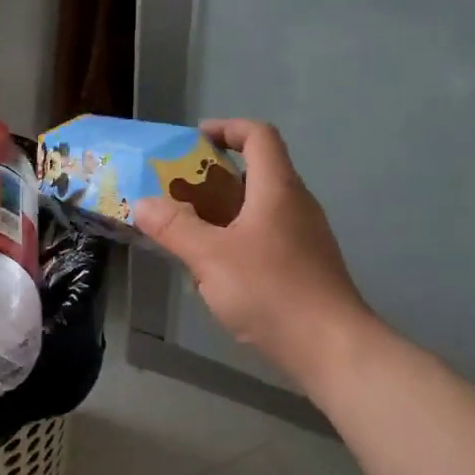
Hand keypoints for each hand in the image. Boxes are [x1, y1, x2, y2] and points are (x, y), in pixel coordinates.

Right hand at [133, 119, 369, 384]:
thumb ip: (175, 228)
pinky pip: (269, 237)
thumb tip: (143, 203)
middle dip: (216, 176)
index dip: (227, 128)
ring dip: (226, 212)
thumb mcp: (211, 258)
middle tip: (179, 192)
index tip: (194, 140)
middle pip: (259, 172)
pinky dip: (240, 240)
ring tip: (190, 233)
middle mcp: (297, 204)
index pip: (259, 136)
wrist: (330, 346)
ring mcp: (306, 237)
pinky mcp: (307, 266)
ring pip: (262, 208)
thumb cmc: (271, 291)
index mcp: (278, 188)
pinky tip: (219, 272)